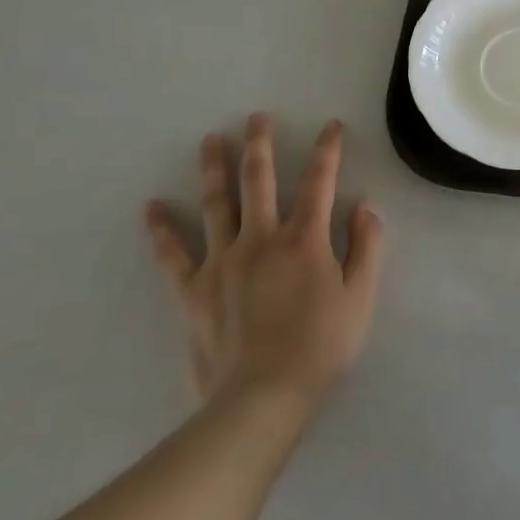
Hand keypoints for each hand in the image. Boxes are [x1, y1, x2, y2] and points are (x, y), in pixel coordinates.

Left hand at [144, 114, 385, 420]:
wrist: (260, 402)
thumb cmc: (319, 348)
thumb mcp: (361, 298)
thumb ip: (367, 247)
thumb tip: (364, 206)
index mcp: (304, 239)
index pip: (319, 182)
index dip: (327, 150)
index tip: (331, 126)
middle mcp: (261, 239)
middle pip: (260, 181)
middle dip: (260, 145)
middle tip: (257, 117)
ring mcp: (222, 262)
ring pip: (217, 205)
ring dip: (214, 169)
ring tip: (210, 140)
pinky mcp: (193, 291)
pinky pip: (173, 255)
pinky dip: (162, 231)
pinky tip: (152, 208)